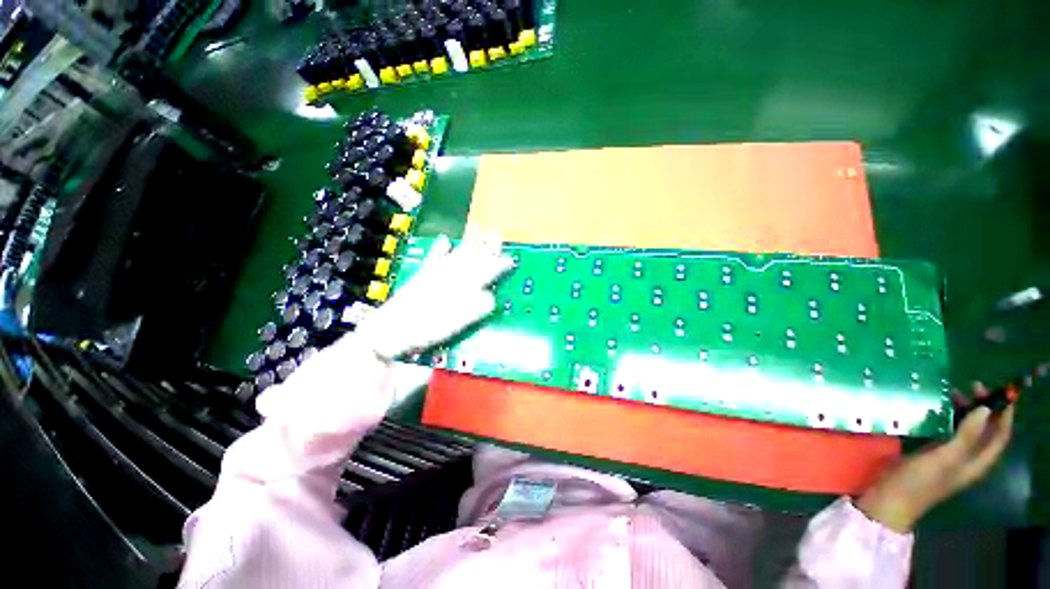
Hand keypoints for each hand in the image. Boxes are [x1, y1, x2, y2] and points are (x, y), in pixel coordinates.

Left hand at [355, 231, 514, 359]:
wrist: (393, 328)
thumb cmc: (429, 327)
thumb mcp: (459, 323)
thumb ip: (477, 308)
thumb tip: (491, 297)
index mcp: (463, 287)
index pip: (486, 272)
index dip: (500, 265)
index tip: (511, 259)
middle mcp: (452, 276)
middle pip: (474, 258)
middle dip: (487, 247)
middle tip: (498, 236)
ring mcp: (437, 273)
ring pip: (458, 253)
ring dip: (469, 242)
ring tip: (478, 229)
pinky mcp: (424, 275)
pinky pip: (435, 257)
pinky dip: (440, 248)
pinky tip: (445, 239)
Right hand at [857, 382, 1014, 532]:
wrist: (890, 499)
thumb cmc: (919, 482)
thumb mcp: (944, 459)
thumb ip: (966, 436)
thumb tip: (985, 409)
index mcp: (977, 462)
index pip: (1000, 436)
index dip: (1004, 415)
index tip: (998, 391)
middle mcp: (968, 459)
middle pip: (984, 431)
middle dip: (983, 409)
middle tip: (971, 386)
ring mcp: (950, 457)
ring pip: (966, 430)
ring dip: (965, 412)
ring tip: (952, 393)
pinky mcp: (933, 455)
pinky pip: (949, 433)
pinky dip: (948, 419)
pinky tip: (936, 411)